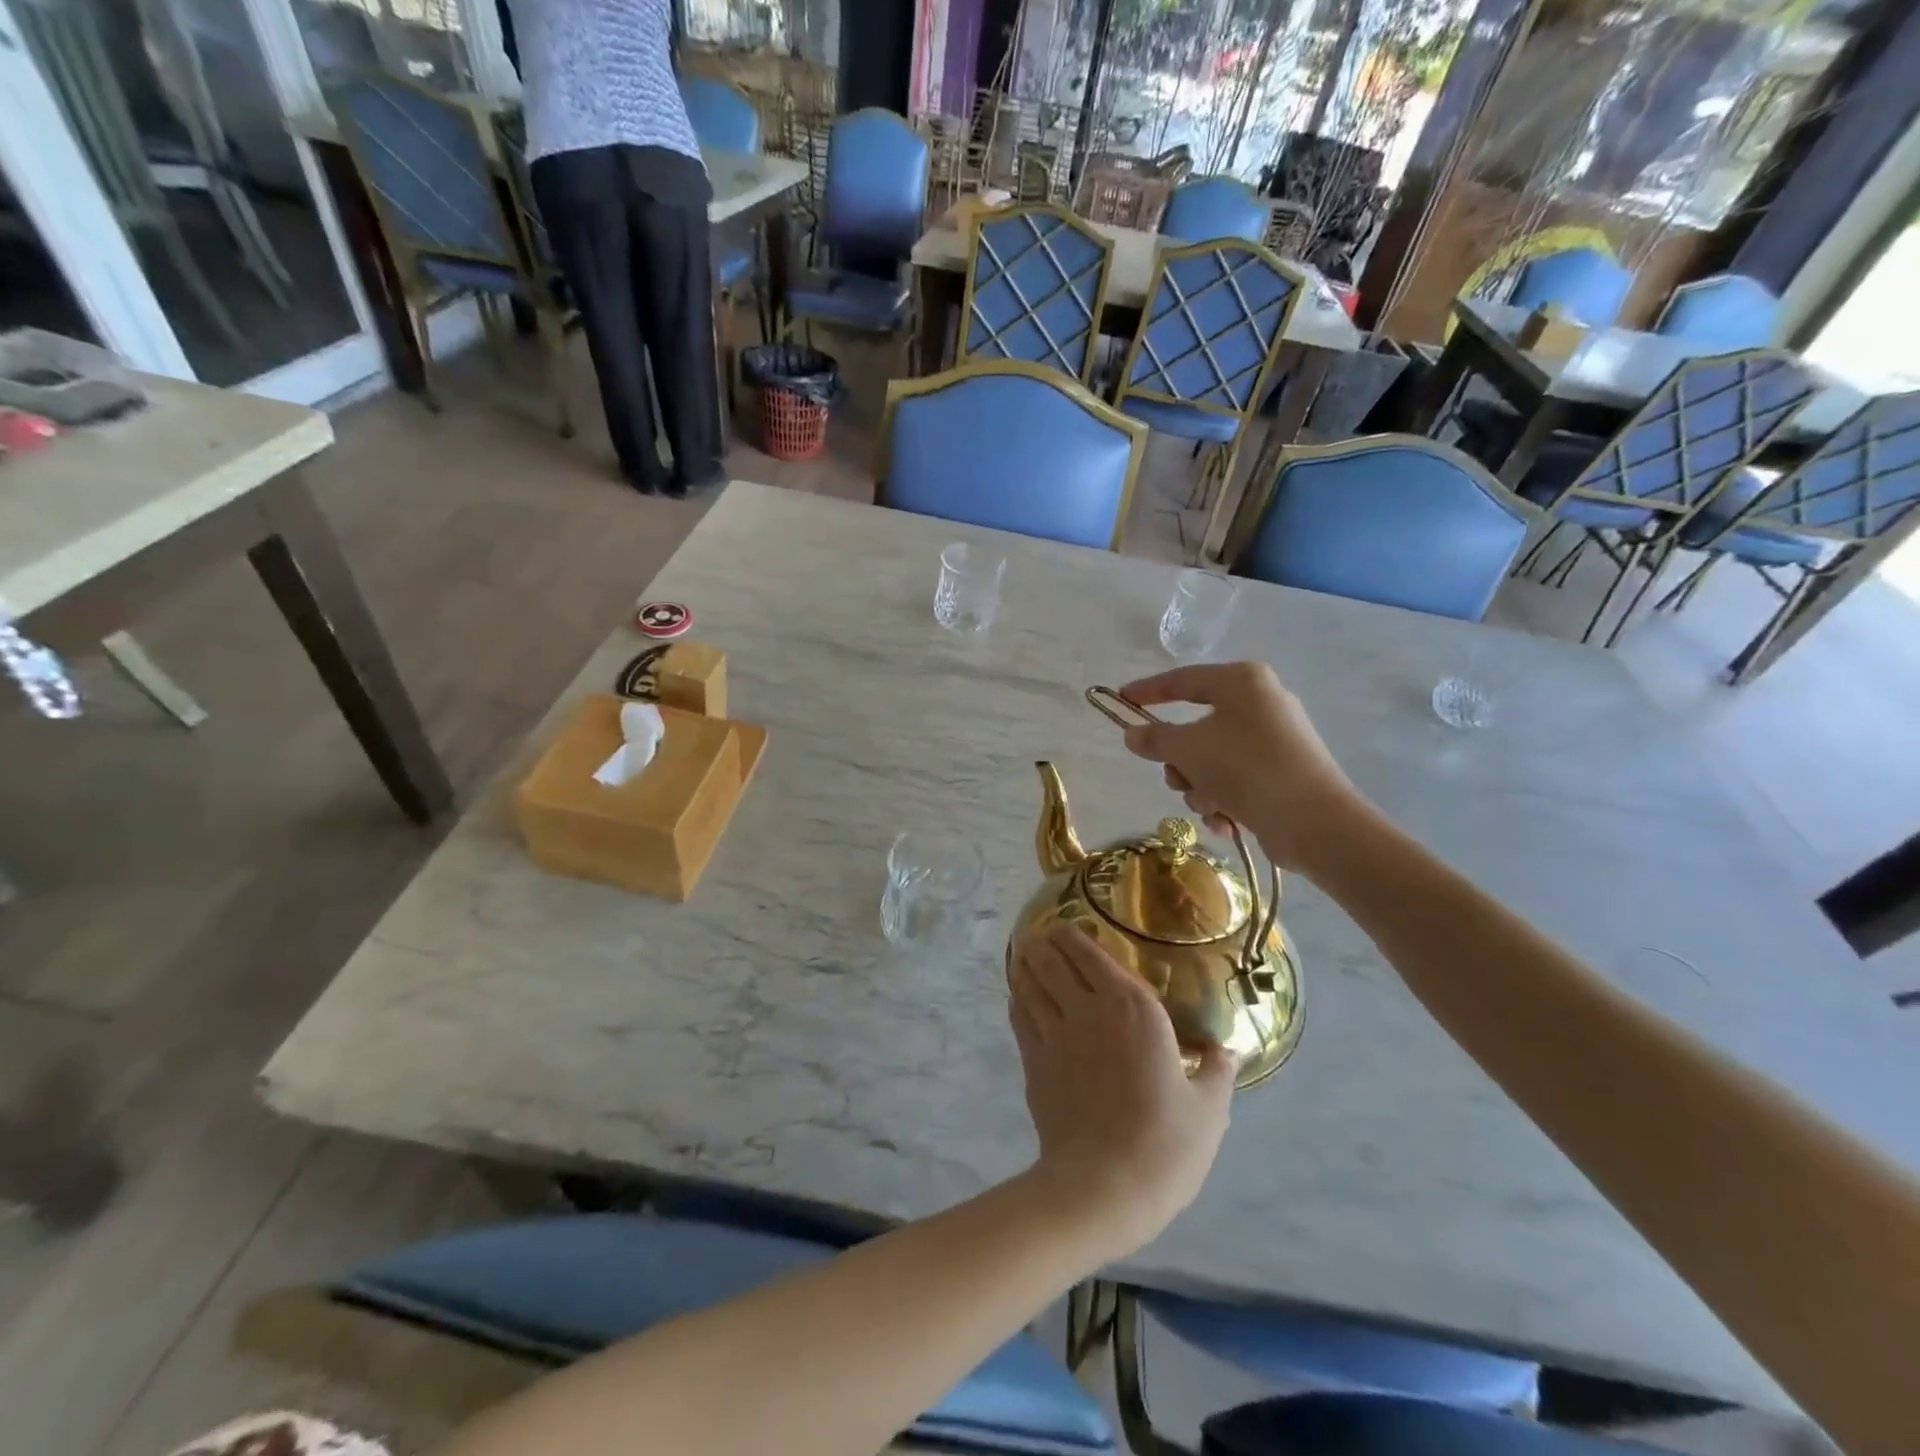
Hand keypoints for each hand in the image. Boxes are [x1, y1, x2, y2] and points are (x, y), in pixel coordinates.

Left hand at [1008, 926, 1233, 1259]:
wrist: (1103, 1187)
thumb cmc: (1166, 1144)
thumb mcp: (1209, 1109)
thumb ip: (1217, 1071)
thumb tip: (1228, 1051)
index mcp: (1132, 1007)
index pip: (1091, 953)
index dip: (1075, 935)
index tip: (1071, 927)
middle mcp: (1087, 1008)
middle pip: (1051, 959)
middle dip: (1045, 943)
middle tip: (1045, 937)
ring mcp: (1053, 1033)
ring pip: (1029, 982)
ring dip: (1026, 965)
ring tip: (1026, 955)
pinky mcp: (1032, 1061)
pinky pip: (1019, 1016)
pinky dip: (1017, 1000)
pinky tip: (1018, 997)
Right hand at [1117, 661, 1364, 872]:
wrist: (1314, 822)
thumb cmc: (1245, 769)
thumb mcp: (1188, 749)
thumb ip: (1153, 738)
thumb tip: (1133, 733)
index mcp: (1242, 682)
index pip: (1182, 679)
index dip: (1148, 691)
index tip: (1121, 701)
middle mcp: (1261, 703)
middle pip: (1196, 728)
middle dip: (1180, 761)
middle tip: (1176, 778)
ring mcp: (1275, 740)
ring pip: (1213, 760)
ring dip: (1200, 787)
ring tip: (1211, 805)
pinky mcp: (1283, 774)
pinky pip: (1236, 780)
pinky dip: (1225, 800)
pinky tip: (1229, 821)